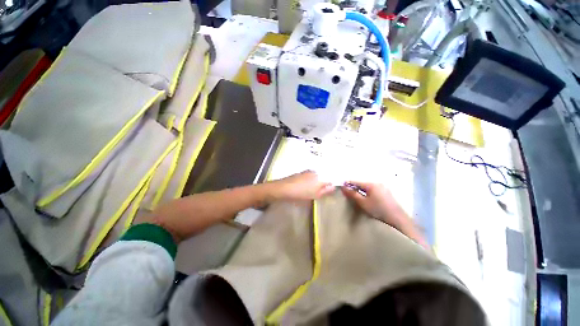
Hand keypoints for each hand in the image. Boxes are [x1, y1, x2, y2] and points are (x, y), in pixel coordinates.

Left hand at [268, 171, 334, 201]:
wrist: (283, 189)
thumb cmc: (300, 194)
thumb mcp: (315, 195)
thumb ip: (325, 191)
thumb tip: (333, 187)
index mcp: (320, 177)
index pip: (331, 179)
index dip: (330, 186)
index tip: (327, 192)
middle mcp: (315, 172)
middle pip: (323, 177)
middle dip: (323, 184)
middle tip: (319, 192)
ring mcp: (307, 171)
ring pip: (316, 176)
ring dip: (316, 183)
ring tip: (311, 191)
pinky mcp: (301, 172)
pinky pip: (310, 176)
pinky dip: (310, 181)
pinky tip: (305, 187)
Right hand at [341, 182, 406, 227]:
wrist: (398, 220)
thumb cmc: (378, 210)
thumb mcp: (363, 203)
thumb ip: (353, 194)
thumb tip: (343, 187)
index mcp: (371, 184)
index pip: (355, 181)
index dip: (347, 184)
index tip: (340, 188)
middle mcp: (377, 183)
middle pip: (361, 183)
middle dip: (353, 187)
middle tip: (347, 193)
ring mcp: (383, 187)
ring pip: (367, 187)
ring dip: (360, 190)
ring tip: (354, 197)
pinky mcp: (386, 193)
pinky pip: (373, 190)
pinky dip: (367, 193)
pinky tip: (365, 199)